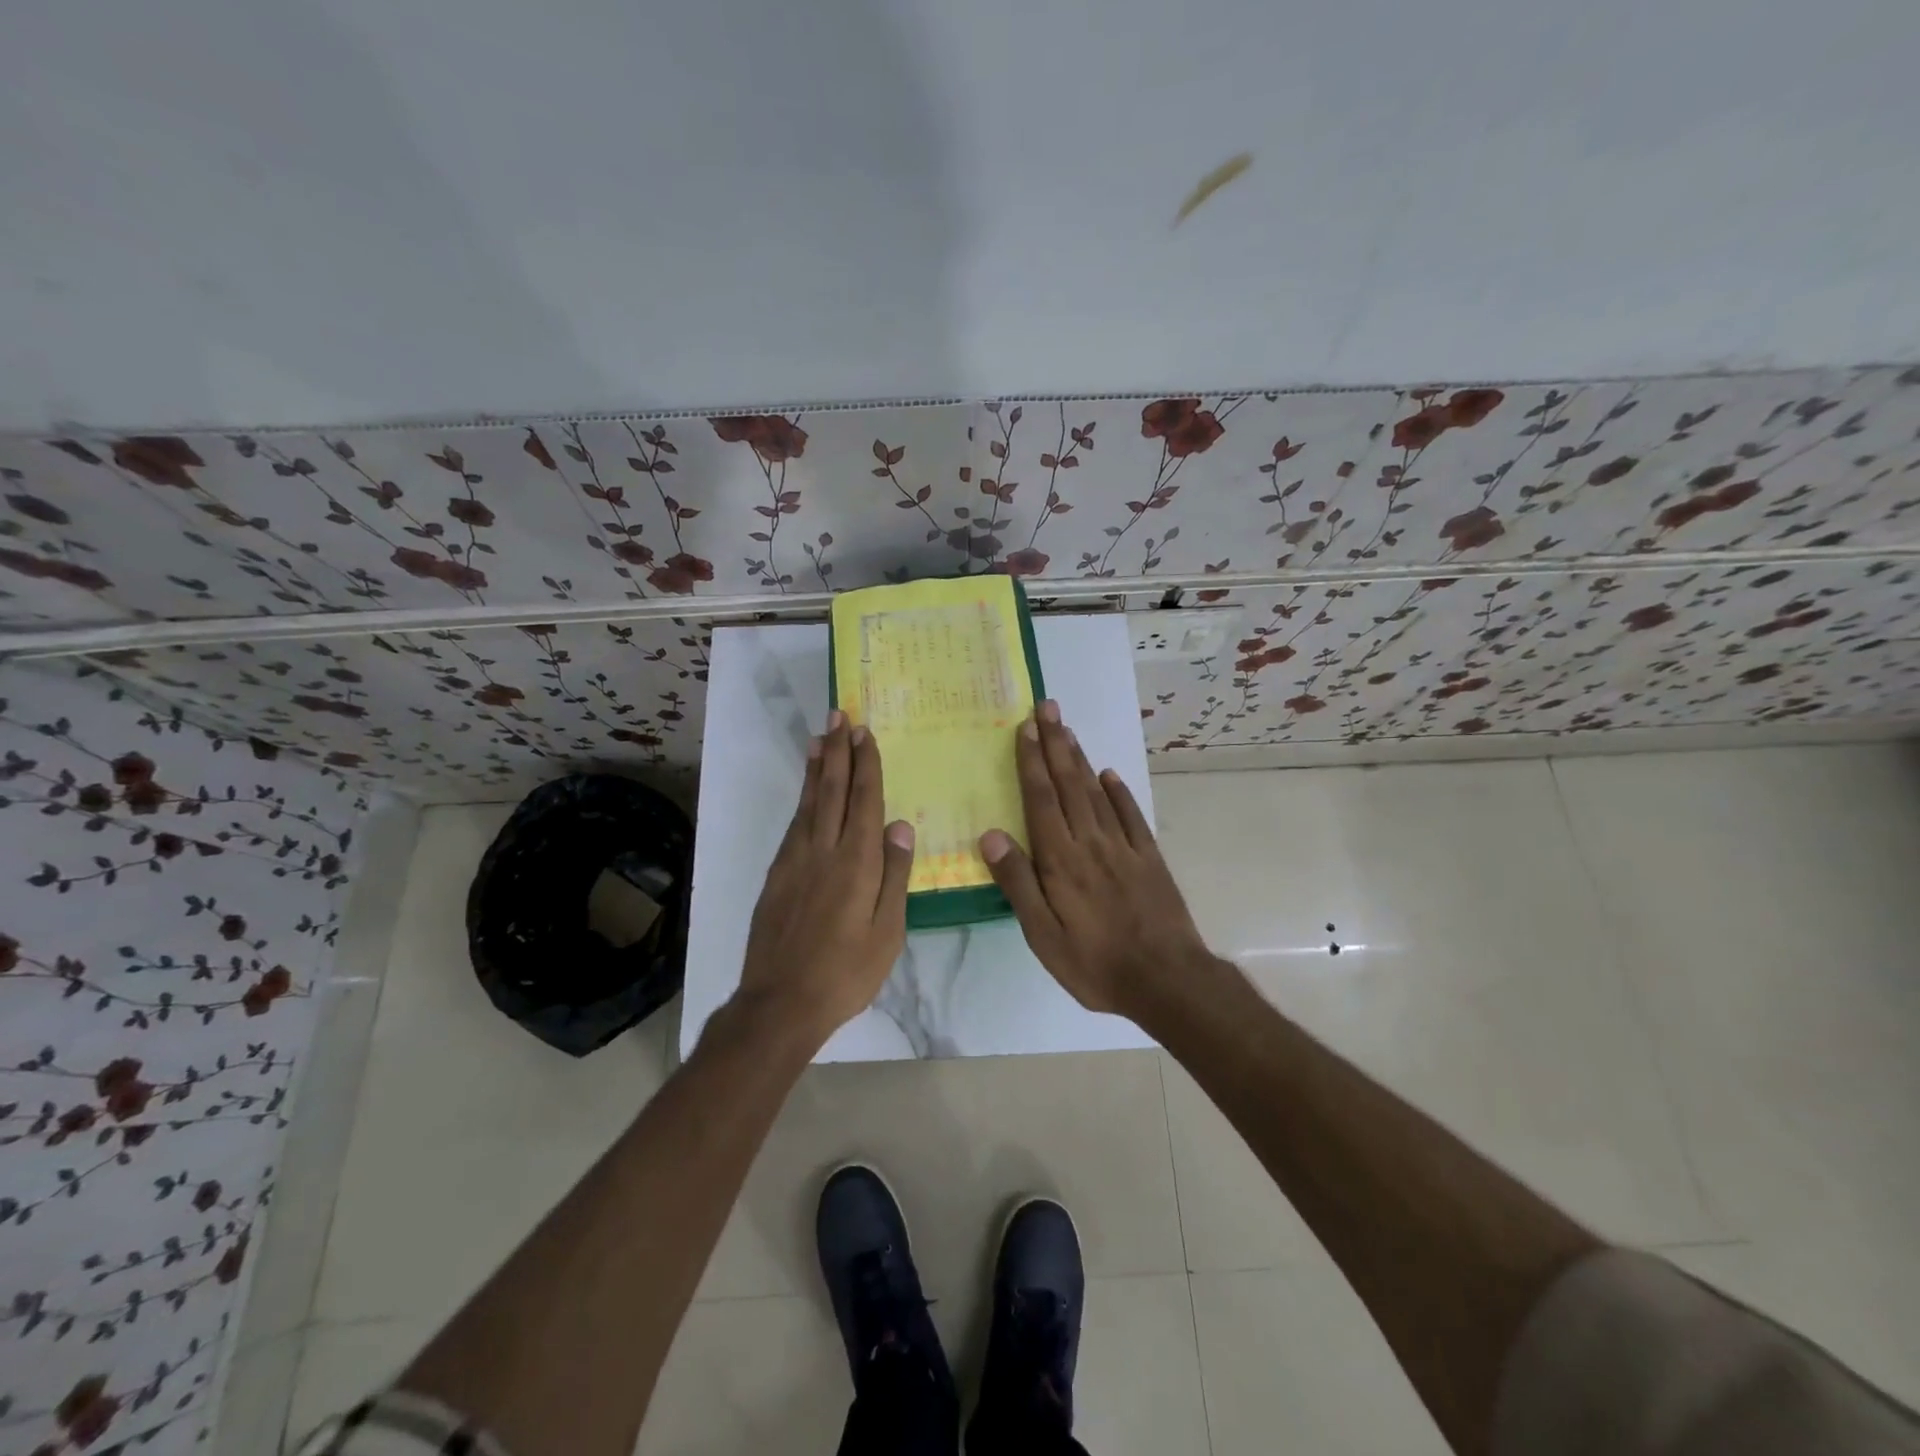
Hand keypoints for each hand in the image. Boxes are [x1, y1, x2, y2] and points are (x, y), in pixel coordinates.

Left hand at [736, 711, 914, 1041]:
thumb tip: (901, 826)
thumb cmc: (846, 972)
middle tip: (839, 716)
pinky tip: (806, 793)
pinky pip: (794, 825)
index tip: (864, 733)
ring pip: (808, 803)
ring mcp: (794, 862)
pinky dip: (801, 800)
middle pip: (831, 791)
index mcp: (856, 863)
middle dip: (837, 751)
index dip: (865, 765)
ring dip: (815, 768)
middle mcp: (822, 851)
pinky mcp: (776, 876)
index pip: (863, 801)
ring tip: (819, 738)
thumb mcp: (887, 931)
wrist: (780, 1003)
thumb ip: (894, 875)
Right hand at [979, 701, 1215, 1018]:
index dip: (1032, 762)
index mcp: (1060, 860)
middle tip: (1047, 707)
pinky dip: (1118, 791)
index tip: (1025, 728)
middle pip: (1069, 784)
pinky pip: (1131, 816)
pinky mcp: (1149, 859)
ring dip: (1081, 759)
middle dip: (1055, 744)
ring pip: (1097, 793)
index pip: (1041, 800)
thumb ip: (1017, 883)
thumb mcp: (1043, 935)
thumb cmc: (1094, 963)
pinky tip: (1110, 774)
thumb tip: (991, 835)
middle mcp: (1091, 842)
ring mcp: (1124, 847)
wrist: (1166, 979)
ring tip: (1068, 730)